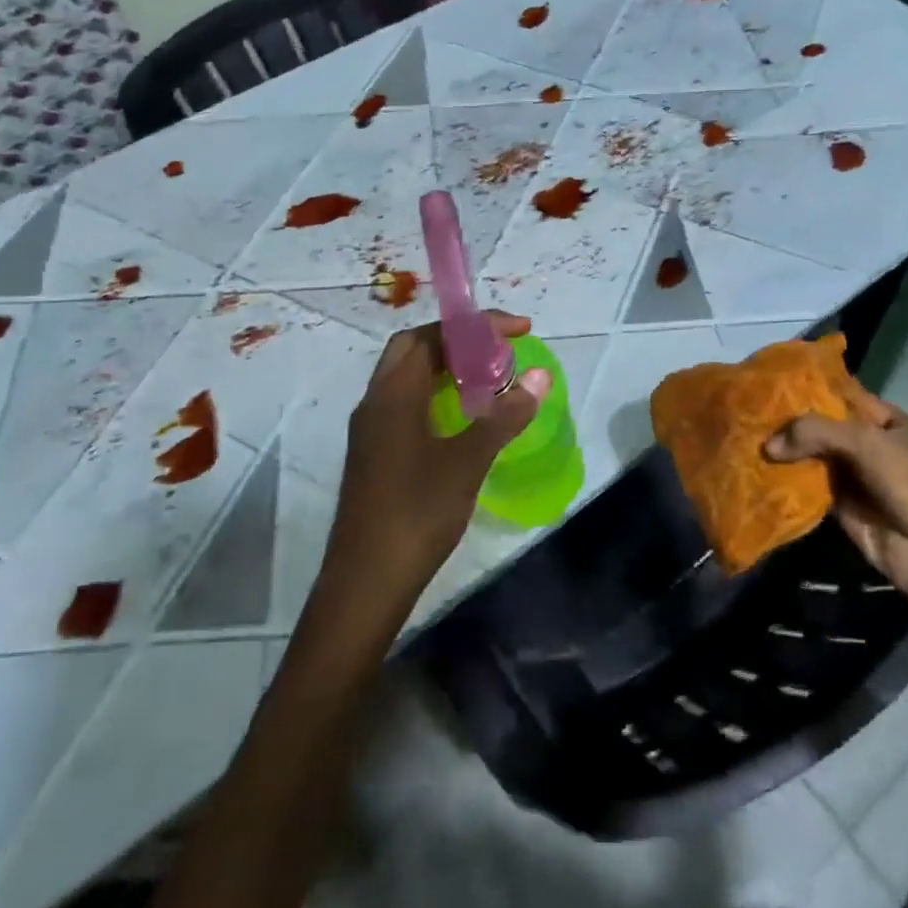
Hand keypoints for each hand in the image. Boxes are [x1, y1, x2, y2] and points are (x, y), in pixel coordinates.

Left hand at [321, 311, 551, 614]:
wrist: (367, 581)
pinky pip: (405, 405)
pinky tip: (463, 419)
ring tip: (489, 379)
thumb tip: (540, 377)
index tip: (519, 330)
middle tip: (500, 352)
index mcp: (393, 394)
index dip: (475, 326)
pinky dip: (436, 396)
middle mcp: (375, 402)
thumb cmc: (417, 513)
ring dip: (446, 369)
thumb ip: (504, 416)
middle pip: (414, 350)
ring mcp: (370, 430)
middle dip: (458, 341)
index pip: (431, 336)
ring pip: (407, 378)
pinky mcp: (374, 455)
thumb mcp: (468, 461)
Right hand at [763, 384, 907, 623]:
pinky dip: (780, 479)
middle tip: (741, 409)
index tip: (763, 378)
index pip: (835, 391)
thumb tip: (767, 446)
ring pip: (805, 454)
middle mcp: (860, 440)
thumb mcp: (866, 443)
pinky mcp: (833, 502)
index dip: (803, 384)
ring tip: (738, 436)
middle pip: (815, 423)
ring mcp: (846, 472)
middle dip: (783, 418)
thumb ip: (816, 432)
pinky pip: (802, 485)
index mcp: (878, 417)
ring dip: (778, 450)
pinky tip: (750, 469)